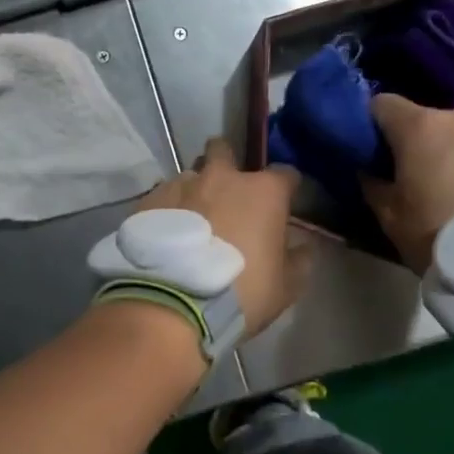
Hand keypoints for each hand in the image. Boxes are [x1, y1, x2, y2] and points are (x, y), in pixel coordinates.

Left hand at [135, 138, 309, 336]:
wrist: (173, 303)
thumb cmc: (241, 293)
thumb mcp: (286, 286)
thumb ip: (300, 259)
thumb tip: (303, 244)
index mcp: (263, 192)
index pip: (285, 173)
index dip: (286, 188)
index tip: (283, 204)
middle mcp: (222, 177)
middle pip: (225, 150)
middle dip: (228, 163)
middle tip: (227, 194)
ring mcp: (182, 184)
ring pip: (192, 174)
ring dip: (197, 189)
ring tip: (193, 218)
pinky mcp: (150, 200)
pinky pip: (165, 194)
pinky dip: (170, 208)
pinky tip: (169, 231)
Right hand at [362, 93, 453, 272]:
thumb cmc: (438, 235)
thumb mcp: (389, 217)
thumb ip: (373, 184)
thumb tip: (370, 169)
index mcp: (421, 127)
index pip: (384, 105)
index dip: (376, 125)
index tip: (377, 150)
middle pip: (433, 121)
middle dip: (426, 143)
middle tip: (427, 179)